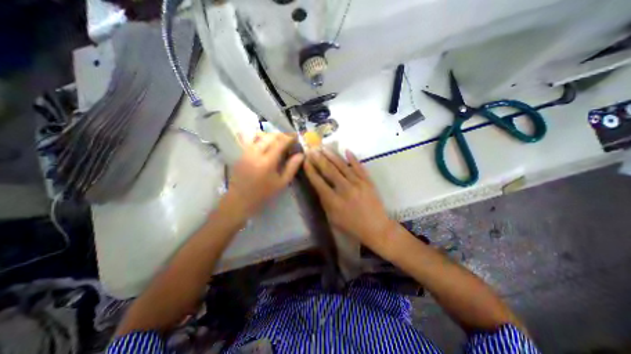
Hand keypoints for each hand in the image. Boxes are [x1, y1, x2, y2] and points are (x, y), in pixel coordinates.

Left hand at [223, 133, 303, 219]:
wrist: (239, 199)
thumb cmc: (263, 193)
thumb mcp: (281, 183)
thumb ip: (292, 167)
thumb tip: (301, 155)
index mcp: (267, 162)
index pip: (280, 143)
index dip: (290, 138)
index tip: (296, 138)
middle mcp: (255, 153)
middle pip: (270, 136)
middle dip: (281, 135)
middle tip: (289, 139)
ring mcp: (246, 152)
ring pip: (260, 136)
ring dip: (271, 136)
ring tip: (278, 141)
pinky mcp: (241, 153)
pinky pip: (252, 140)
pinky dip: (262, 139)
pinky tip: (267, 145)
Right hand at [303, 148, 394, 251]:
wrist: (375, 228)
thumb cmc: (351, 226)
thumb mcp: (332, 218)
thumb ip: (324, 201)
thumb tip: (319, 186)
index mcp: (334, 201)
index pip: (318, 182)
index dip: (310, 171)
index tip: (305, 161)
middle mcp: (344, 189)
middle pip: (329, 170)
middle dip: (318, 159)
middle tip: (311, 150)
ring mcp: (357, 183)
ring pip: (342, 166)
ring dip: (332, 155)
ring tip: (324, 147)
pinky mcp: (368, 181)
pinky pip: (359, 167)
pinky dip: (353, 158)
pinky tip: (347, 150)